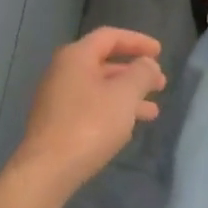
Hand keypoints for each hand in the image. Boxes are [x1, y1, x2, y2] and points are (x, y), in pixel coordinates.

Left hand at [10, 27, 166, 200]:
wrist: (47, 170)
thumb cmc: (89, 125)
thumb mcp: (124, 96)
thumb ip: (141, 74)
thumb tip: (147, 64)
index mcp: (76, 56)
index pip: (109, 37)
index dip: (137, 41)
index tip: (160, 51)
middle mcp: (62, 71)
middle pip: (104, 62)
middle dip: (134, 72)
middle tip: (160, 84)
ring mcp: (57, 98)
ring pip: (99, 88)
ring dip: (127, 95)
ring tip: (153, 112)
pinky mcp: (56, 122)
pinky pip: (90, 106)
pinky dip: (112, 110)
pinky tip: (128, 127)